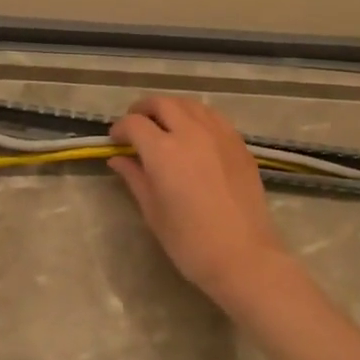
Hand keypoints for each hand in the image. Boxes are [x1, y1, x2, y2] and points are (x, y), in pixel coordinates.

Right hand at [108, 96, 294, 301]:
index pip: (134, 123)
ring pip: (190, 104)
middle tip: (136, 127)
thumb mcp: (153, 211)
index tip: (115, 141)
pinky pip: (213, 117)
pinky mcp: (239, 144)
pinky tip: (194, 135)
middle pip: (162, 103)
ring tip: (164, 126)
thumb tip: (117, 159)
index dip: (120, 129)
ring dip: (171, 109)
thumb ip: (135, 178)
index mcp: (163, 151)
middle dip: (143, 110)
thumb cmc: (190, 242)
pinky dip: (197, 117)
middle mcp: (191, 132)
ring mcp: (219, 134)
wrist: (244, 256)